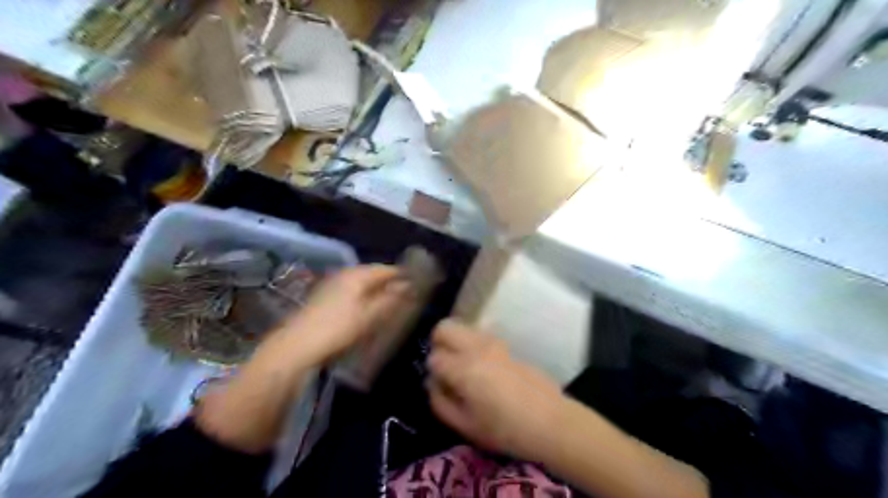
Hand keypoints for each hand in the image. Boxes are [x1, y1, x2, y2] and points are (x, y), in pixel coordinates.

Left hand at [279, 265, 410, 365]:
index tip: (418, 284)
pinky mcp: (324, 297)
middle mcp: (344, 274)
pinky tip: (367, 310)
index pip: (386, 269)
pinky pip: (351, 292)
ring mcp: (332, 284)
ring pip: (361, 283)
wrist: (297, 346)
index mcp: (357, 274)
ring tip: (390, 304)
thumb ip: (390, 300)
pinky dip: (363, 298)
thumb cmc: (338, 328)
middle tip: (406, 296)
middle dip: (389, 283)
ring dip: (376, 291)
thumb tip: (409, 287)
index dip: (402, 276)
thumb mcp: (370, 316)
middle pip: (373, 274)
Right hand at [427, 321, 563, 460]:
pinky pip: (480, 335)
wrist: (550, 420)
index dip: (433, 372)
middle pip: (445, 327)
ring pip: (463, 327)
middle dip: (438, 343)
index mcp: (463, 369)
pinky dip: (472, 344)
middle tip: (445, 364)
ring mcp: (493, 342)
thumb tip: (433, 383)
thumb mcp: (465, 426)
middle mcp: (476, 348)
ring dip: (456, 341)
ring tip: (464, 366)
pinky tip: (483, 367)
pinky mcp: (506, 344)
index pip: (434, 358)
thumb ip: (440, 402)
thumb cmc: (505, 429)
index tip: (442, 385)